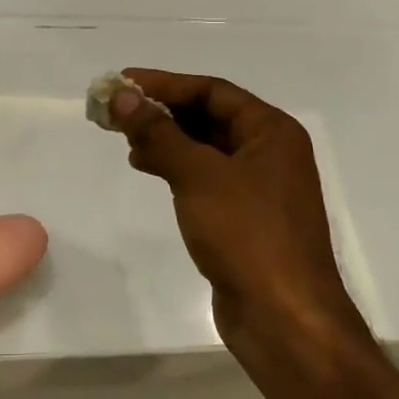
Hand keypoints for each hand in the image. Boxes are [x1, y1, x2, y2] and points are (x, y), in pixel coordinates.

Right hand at [108, 70, 360, 364]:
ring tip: (124, 139)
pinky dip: (175, 167)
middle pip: (209, 116)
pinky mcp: (243, 217)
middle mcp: (269, 152)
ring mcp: (258, 186)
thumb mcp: (198, 175)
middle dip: (162, 111)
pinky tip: (147, 168)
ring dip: (165, 138)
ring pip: (204, 148)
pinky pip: (204, 176)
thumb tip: (121, 95)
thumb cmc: (247, 234)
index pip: (212, 91)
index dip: (165, 84)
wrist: (283, 317)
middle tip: (115, 111)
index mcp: (271, 132)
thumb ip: (158, 132)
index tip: (122, 81)